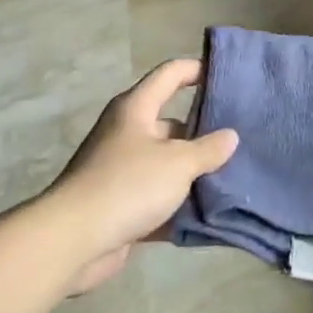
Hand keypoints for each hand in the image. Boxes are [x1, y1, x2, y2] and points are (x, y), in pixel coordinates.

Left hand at [47, 59, 238, 294]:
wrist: (72, 242)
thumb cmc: (127, 185)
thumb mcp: (178, 163)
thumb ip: (208, 149)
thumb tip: (230, 136)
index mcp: (136, 109)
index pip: (170, 74)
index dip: (197, 70)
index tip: (227, 77)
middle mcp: (128, 133)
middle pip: (172, 123)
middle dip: (204, 132)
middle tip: (241, 139)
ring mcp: (122, 170)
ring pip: (167, 164)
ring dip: (194, 173)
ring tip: (233, 176)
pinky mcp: (120, 205)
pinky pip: (158, 198)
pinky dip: (179, 204)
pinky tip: (209, 213)